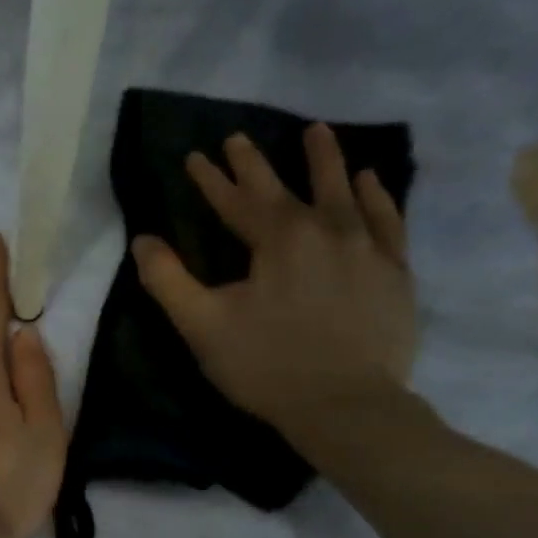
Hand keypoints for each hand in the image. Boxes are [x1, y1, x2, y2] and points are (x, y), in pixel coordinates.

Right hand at [132, 123, 416, 431]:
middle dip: (256, 163)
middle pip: (286, 186)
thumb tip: (143, 240)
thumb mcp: (203, 326)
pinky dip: (376, 195)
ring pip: (344, 190)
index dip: (211, 179)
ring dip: (326, 160)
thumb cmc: (267, 366)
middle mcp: (325, 229)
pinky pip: (387, 219)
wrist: (346, 406)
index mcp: (277, 239)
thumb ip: (168, 280)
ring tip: (317, 132)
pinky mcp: (395, 272)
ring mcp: (367, 247)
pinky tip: (369, 180)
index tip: (194, 156)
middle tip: (239, 137)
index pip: (236, 200)